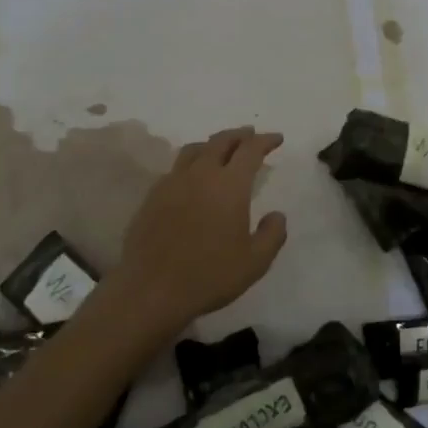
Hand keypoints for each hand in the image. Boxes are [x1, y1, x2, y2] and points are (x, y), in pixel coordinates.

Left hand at [104, 126, 288, 332]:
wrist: (150, 291)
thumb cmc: (209, 275)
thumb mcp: (255, 262)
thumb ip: (272, 234)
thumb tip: (276, 215)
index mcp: (229, 185)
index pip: (250, 150)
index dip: (265, 140)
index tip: (276, 139)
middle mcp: (200, 175)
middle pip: (221, 141)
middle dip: (239, 135)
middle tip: (251, 135)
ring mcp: (172, 183)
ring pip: (194, 150)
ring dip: (212, 144)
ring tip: (221, 150)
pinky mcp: (152, 197)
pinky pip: (175, 169)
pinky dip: (191, 164)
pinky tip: (192, 178)